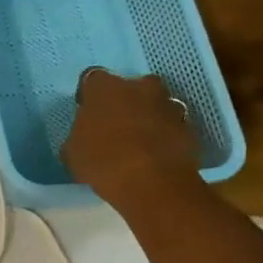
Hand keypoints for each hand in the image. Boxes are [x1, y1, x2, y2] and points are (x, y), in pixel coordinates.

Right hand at [62, 69, 200, 209]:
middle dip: (124, 102)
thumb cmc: (103, 161)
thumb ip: (78, 136)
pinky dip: (165, 135)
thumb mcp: (73, 153)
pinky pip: (171, 126)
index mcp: (105, 87)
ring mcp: (168, 104)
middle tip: (115, 126)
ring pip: (155, 104)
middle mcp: (139, 86)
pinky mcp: (189, 126)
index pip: (92, 79)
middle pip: (130, 87)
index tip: (87, 113)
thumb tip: (83, 136)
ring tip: (139, 144)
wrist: (153, 183)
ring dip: (148, 117)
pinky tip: (155, 156)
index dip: (89, 96)